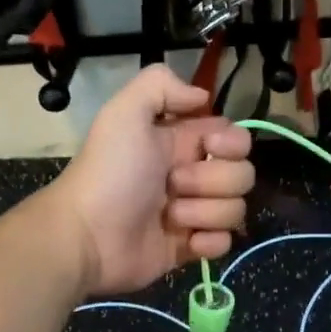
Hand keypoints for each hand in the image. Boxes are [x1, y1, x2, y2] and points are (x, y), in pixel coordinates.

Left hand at [48, 65, 254, 295]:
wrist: (88, 236)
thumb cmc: (109, 173)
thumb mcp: (124, 113)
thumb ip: (160, 85)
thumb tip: (202, 96)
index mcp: (182, 141)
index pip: (235, 137)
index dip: (230, 143)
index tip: (209, 147)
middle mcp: (193, 174)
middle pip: (242, 174)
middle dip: (212, 180)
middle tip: (173, 184)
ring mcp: (194, 213)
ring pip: (235, 209)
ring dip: (203, 212)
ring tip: (169, 216)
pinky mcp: (191, 247)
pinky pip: (224, 242)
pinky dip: (208, 243)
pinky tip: (186, 242)